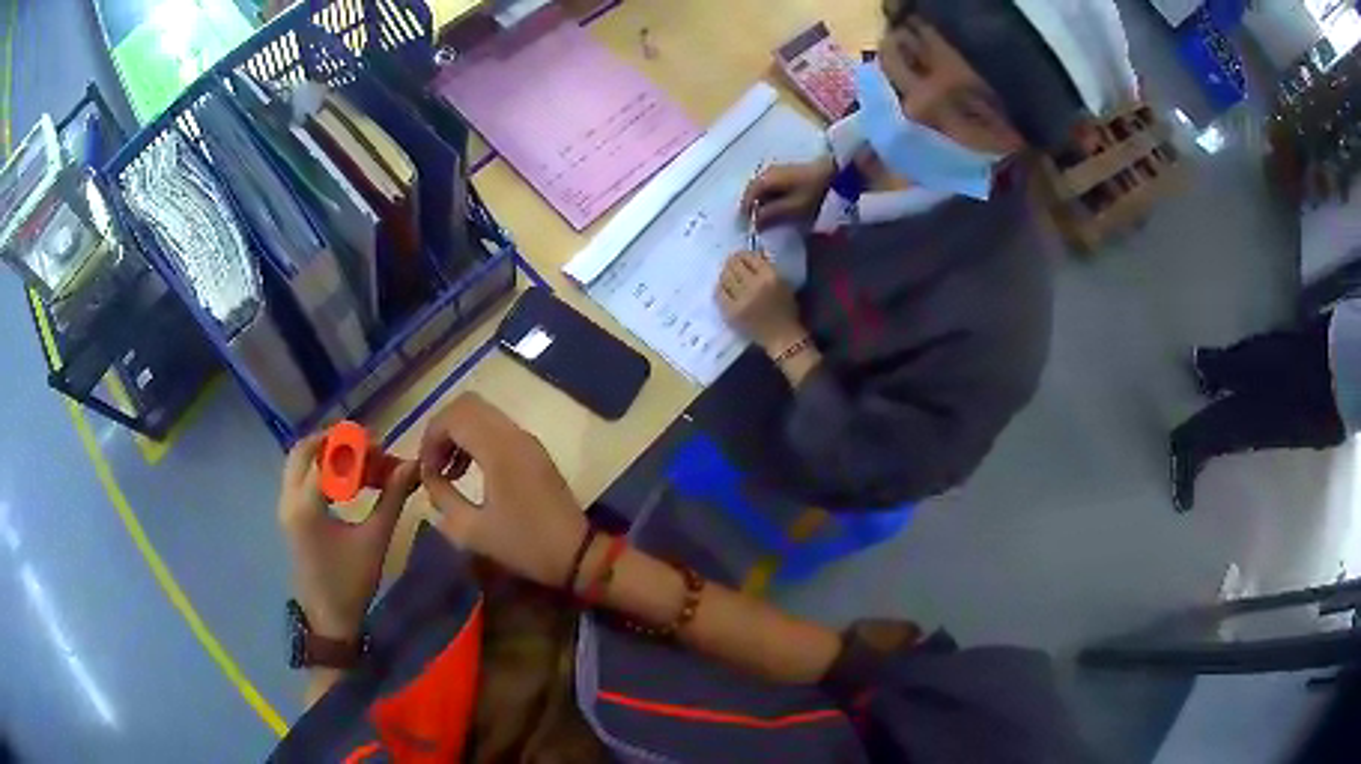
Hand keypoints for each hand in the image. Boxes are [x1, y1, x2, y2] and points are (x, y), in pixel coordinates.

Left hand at [277, 436, 419, 640]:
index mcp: (307, 505)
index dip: (355, 445)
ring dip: (325, 454)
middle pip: (303, 450)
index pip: (327, 457)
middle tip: (365, 446)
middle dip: (334, 441)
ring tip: (357, 463)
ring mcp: (285, 507)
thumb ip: (391, 498)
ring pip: (298, 462)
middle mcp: (289, 499)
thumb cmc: (351, 582)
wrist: (328, 619)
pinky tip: (344, 483)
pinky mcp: (288, 516)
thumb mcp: (375, 540)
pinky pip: (298, 478)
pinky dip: (319, 470)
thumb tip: (411, 466)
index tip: (381, 446)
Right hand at [420, 394, 587, 589]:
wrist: (576, 554)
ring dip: (459, 433)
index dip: (430, 437)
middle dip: (442, 429)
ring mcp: (527, 440)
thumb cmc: (524, 544)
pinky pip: (496, 428)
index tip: (426, 471)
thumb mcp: (472, 530)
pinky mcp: (533, 450)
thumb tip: (428, 476)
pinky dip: (475, 439)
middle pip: (468, 405)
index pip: (454, 416)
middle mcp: (514, 434)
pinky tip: (469, 472)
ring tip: (449, 472)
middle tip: (434, 465)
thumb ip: (442, 497)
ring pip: (482, 413)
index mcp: (499, 449)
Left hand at [716, 252, 807, 352]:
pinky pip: (718, 294)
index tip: (741, 257)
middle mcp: (753, 287)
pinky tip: (724, 289)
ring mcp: (740, 301)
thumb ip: (766, 266)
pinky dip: (720, 288)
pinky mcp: (730, 313)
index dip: (742, 254)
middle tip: (732, 265)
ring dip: (725, 274)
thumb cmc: (785, 309)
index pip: (748, 257)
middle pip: (733, 265)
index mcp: (769, 277)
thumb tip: (750, 253)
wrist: (782, 337)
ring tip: (728, 276)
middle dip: (732, 263)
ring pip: (724, 278)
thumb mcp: (783, 282)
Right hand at [740, 157, 835, 229]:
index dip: (746, 215)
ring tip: (769, 218)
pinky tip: (779, 207)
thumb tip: (754, 223)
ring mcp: (776, 170)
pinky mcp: (786, 172)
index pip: (746, 199)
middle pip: (752, 193)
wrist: (835, 172)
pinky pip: (771, 187)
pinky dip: (771, 198)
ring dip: (762, 204)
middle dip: (753, 209)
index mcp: (764, 180)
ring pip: (761, 190)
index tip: (749, 230)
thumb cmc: (813, 192)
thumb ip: (770, 216)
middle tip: (758, 225)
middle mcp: (765, 173)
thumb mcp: (792, 208)